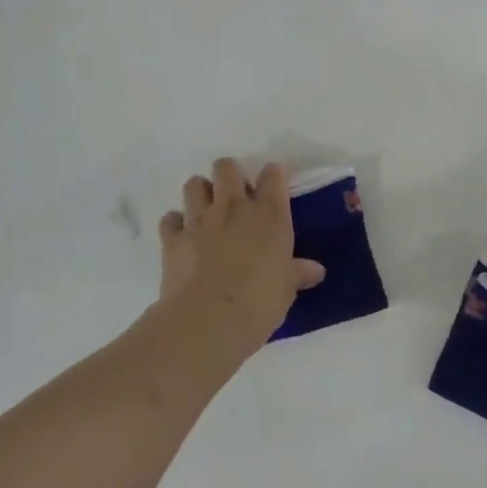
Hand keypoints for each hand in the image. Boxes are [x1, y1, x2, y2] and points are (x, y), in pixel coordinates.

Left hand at [157, 159, 324, 351]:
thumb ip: (297, 273)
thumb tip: (315, 270)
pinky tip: (184, 236)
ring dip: (201, 192)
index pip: (273, 176)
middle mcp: (233, 207)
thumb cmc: (259, 302)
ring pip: (195, 184)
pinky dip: (176, 223)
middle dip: (230, 175)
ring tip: (208, 211)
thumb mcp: (286, 289)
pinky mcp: (172, 238)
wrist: (209, 319)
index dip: (274, 174)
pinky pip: (171, 218)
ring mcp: (199, 220)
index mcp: (269, 215)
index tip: (275, 183)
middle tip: (237, 196)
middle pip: (226, 167)